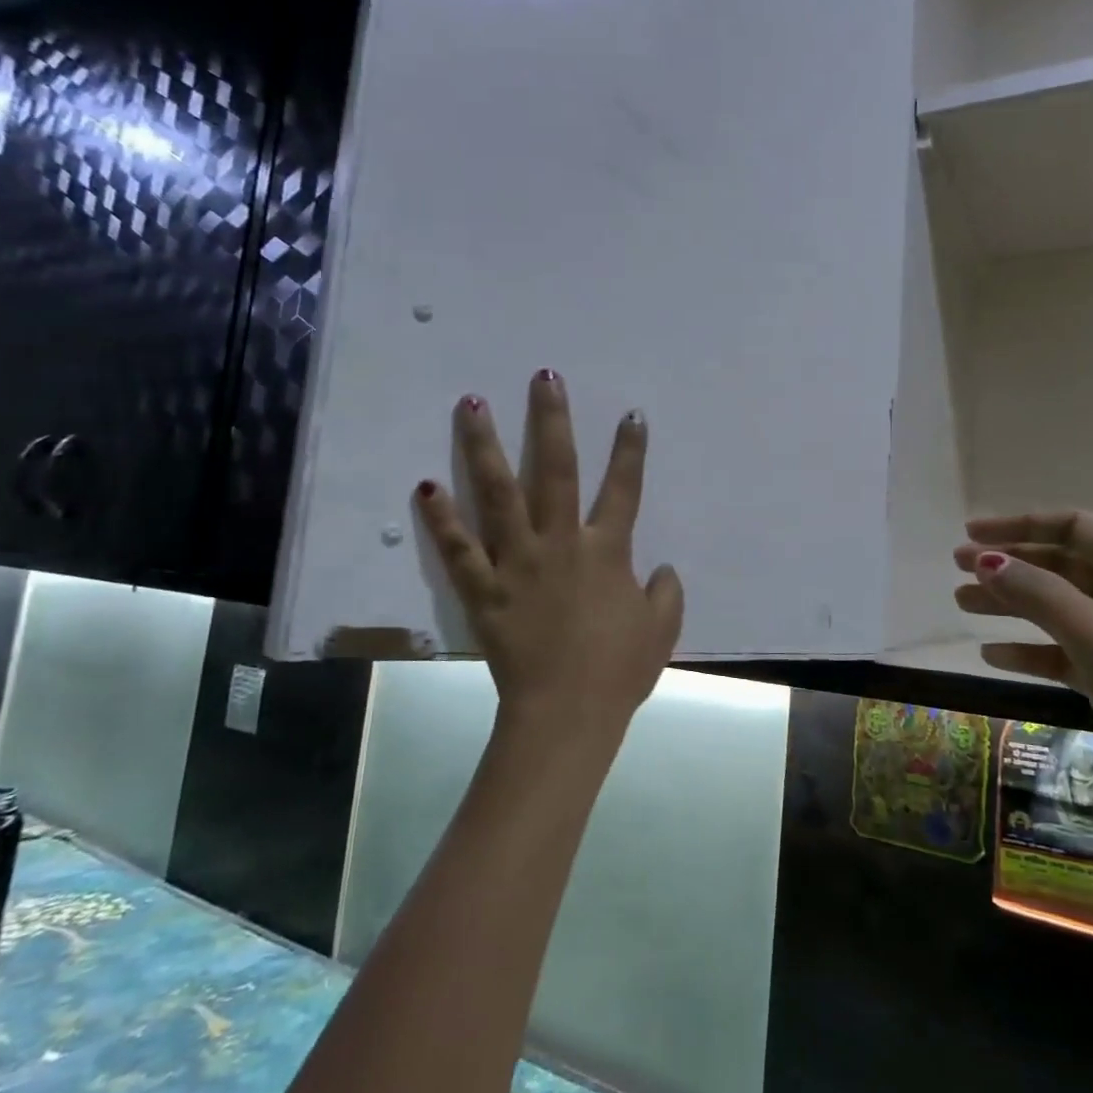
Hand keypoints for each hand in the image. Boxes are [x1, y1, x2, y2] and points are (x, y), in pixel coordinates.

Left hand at [414, 370, 682, 749]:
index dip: (630, 450)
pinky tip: (426, 484)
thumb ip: (666, 593)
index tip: (630, 413)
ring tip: (471, 404)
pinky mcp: (484, 588)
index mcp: (607, 551)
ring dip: (486, 446)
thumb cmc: (618, 671)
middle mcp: (561, 543)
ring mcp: (518, 562)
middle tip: (543, 378)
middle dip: (552, 421)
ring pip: (499, 494)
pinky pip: (459, 548)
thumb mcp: (661, 630)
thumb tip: (661, 567)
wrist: (566, 714)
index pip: (624, 488)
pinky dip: (441, 518)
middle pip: (557, 470)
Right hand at [953, 511, 1092, 847]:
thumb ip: (1041, 595)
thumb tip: (986, 560)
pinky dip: (1030, 649)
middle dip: (1011, 564)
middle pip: (1064, 565)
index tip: (971, 533)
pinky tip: (991, 656)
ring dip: (1012, 603)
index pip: (1077, 528)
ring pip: (1060, 607)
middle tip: (957, 568)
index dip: (1021, 525)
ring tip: (962, 603)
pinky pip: (1066, 650)